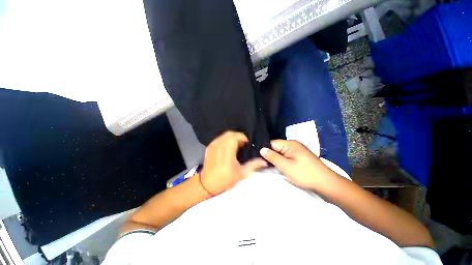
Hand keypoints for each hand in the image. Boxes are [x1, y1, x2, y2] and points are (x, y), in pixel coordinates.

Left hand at [201, 131, 267, 194]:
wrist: (207, 184)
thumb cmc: (225, 180)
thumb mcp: (241, 174)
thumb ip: (253, 165)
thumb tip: (264, 162)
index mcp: (227, 154)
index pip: (234, 137)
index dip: (242, 137)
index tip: (246, 143)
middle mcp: (219, 147)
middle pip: (229, 134)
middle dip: (238, 136)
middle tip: (242, 144)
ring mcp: (213, 146)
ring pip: (224, 135)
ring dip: (231, 137)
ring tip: (236, 145)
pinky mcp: (209, 147)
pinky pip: (219, 138)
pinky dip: (225, 139)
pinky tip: (228, 146)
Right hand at [260, 140, 337, 189]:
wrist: (327, 183)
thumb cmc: (305, 174)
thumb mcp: (286, 166)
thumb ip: (273, 157)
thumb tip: (261, 149)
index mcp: (290, 144)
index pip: (272, 143)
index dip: (265, 150)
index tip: (259, 158)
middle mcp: (293, 144)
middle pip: (276, 147)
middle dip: (270, 155)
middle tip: (263, 164)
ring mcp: (297, 150)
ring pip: (281, 152)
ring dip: (276, 158)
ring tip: (270, 166)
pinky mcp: (299, 156)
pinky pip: (287, 156)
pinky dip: (282, 160)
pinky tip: (279, 166)